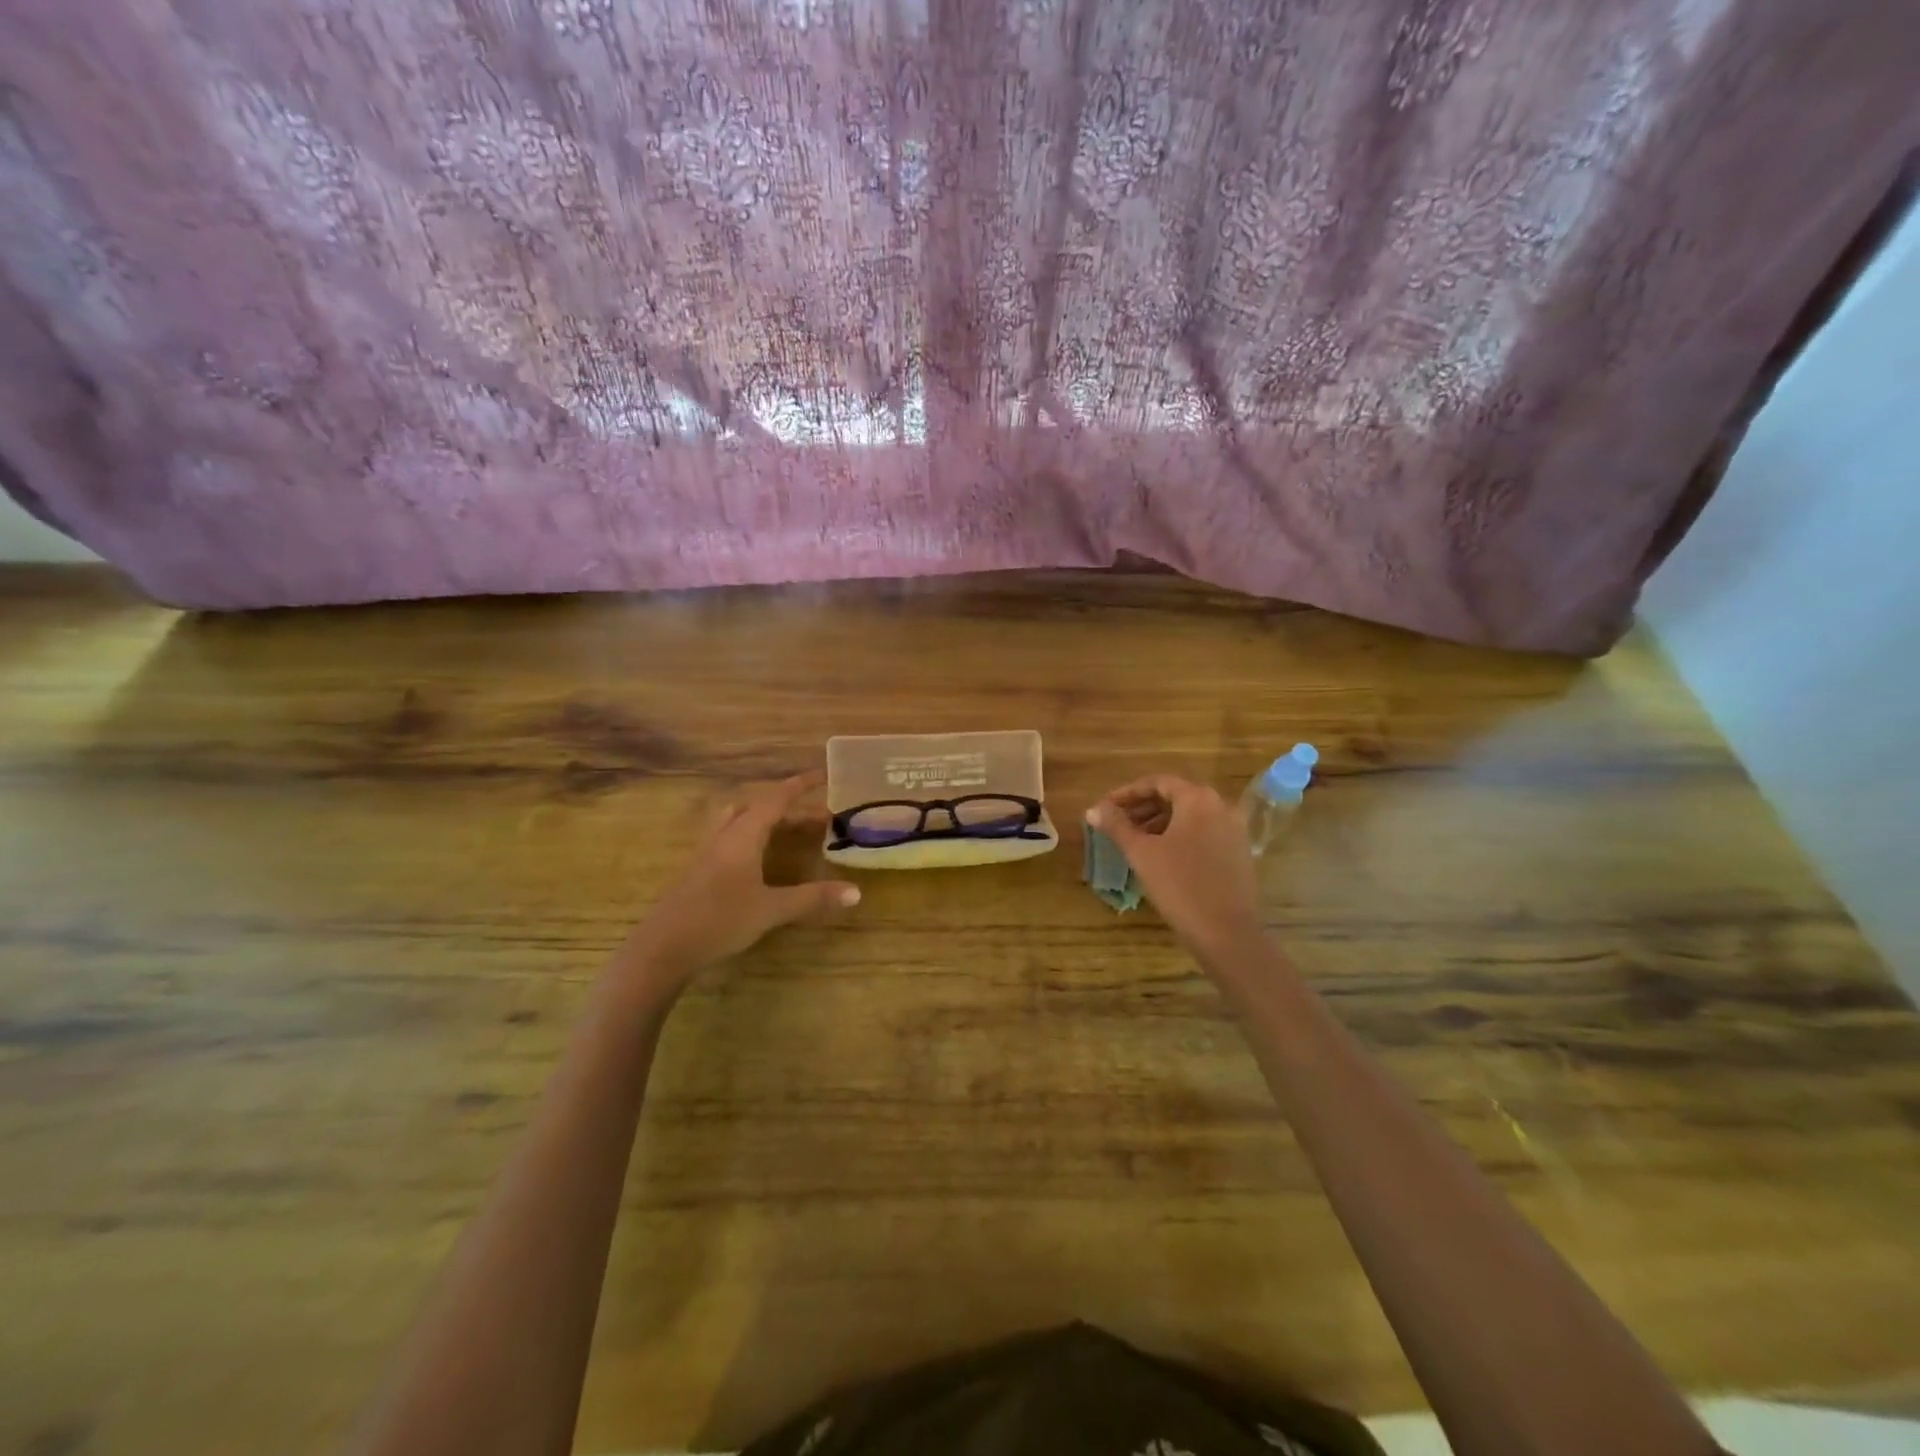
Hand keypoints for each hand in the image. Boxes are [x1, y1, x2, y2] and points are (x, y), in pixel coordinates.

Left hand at [618, 771, 858, 996]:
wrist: (663, 948)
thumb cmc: (720, 920)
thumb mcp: (771, 909)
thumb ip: (812, 898)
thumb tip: (856, 892)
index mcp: (742, 836)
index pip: (775, 800)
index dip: (800, 786)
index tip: (822, 775)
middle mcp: (722, 836)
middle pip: (752, 806)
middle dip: (781, 804)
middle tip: (808, 813)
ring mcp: (705, 853)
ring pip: (734, 821)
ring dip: (760, 818)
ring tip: (782, 829)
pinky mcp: (696, 872)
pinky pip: (726, 839)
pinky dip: (747, 837)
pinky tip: (755, 860)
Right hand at [1087, 775, 1263, 958]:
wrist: (1227, 933)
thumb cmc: (1179, 885)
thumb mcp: (1141, 853)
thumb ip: (1116, 826)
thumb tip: (1093, 809)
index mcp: (1198, 798)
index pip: (1157, 782)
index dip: (1126, 793)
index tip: (1104, 807)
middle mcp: (1221, 805)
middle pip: (1175, 796)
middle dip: (1142, 808)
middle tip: (1115, 823)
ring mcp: (1234, 829)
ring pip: (1189, 816)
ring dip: (1159, 822)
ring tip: (1134, 840)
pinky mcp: (1239, 851)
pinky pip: (1203, 832)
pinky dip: (1179, 835)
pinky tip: (1160, 855)